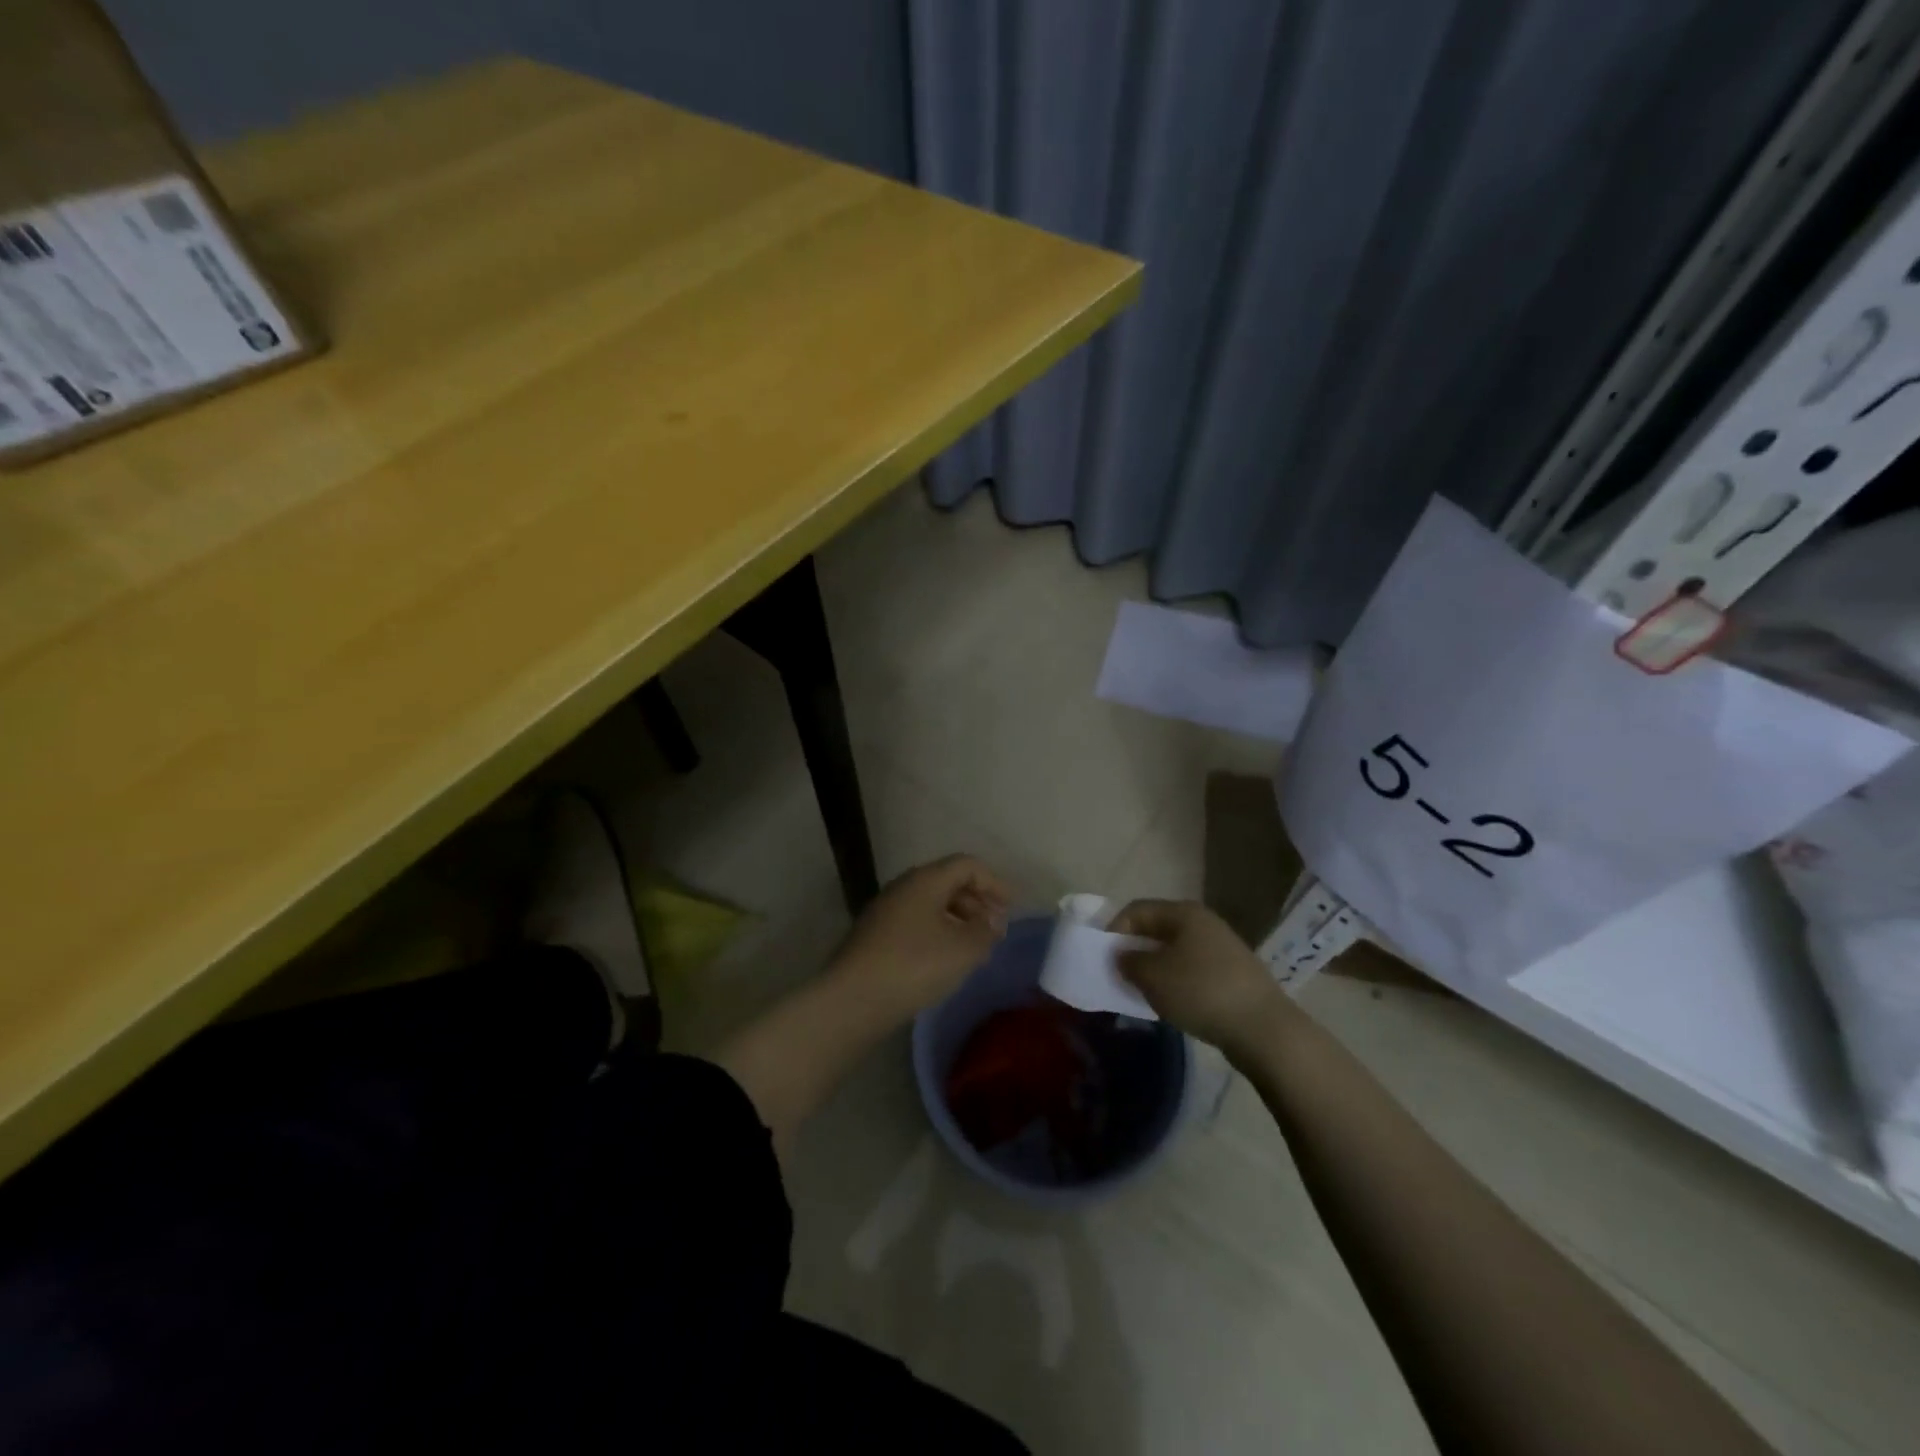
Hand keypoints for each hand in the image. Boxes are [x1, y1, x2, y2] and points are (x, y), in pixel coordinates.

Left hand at [828, 855, 1011, 1018]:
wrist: (853, 998)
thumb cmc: (915, 965)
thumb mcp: (963, 950)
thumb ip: (986, 931)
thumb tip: (993, 920)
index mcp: (926, 880)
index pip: (967, 865)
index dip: (994, 882)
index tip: (1011, 908)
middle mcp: (904, 886)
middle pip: (948, 881)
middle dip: (977, 901)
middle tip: (995, 928)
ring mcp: (886, 910)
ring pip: (931, 903)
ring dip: (957, 919)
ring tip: (974, 947)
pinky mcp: (875, 935)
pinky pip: (916, 922)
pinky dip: (938, 932)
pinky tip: (944, 959)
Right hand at [1110, 900, 1291, 1053]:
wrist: (1264, 1029)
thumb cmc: (1201, 992)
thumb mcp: (1153, 976)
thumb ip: (1129, 962)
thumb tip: (1123, 956)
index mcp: (1184, 913)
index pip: (1137, 910)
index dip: (1115, 929)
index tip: (1104, 957)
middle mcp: (1204, 923)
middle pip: (1158, 929)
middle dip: (1135, 950)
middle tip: (1120, 975)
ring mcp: (1223, 948)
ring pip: (1176, 951)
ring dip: (1155, 968)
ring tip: (1144, 992)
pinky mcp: (1234, 974)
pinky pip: (1194, 970)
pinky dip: (1177, 982)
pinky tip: (1174, 1003)